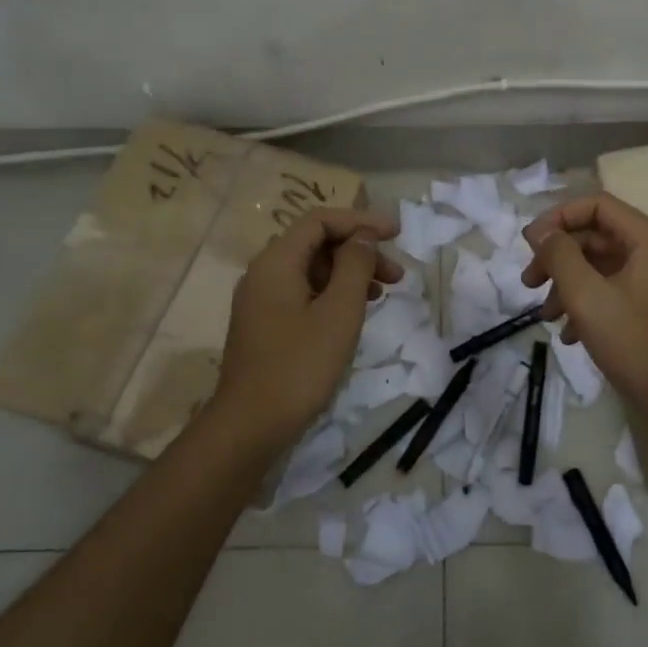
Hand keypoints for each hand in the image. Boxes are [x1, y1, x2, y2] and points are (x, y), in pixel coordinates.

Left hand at [210, 207, 402, 450]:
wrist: (250, 426)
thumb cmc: (299, 366)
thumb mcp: (339, 313)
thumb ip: (354, 266)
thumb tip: (363, 237)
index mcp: (276, 262)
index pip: (320, 221)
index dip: (360, 221)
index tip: (396, 234)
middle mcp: (264, 272)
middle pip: (316, 244)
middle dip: (359, 251)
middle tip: (397, 274)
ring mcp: (262, 300)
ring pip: (312, 270)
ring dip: (349, 274)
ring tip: (383, 293)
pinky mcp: (266, 323)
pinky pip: (303, 292)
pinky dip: (333, 293)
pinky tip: (354, 313)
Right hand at [521, 193, 647, 422]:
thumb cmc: (637, 343)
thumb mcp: (588, 297)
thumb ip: (560, 256)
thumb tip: (540, 231)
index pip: (596, 205)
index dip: (558, 218)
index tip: (529, 245)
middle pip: (595, 236)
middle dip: (558, 257)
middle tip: (529, 282)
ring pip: (599, 266)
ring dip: (566, 284)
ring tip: (545, 315)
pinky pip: (610, 290)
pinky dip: (585, 304)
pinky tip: (567, 334)